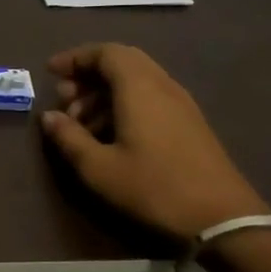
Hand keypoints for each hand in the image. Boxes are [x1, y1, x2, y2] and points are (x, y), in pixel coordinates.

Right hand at [38, 43, 264, 243]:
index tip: (50, 73)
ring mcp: (181, 104)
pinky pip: (150, 97)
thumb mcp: (98, 168)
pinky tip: (110, 135)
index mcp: (139, 89)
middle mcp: (163, 86)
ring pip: (136, 81)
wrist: (222, 218)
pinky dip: (123, 104)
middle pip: (123, 62)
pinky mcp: (189, 123)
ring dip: (104, 93)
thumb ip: (69, 137)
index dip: (75, 58)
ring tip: (81, 124)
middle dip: (88, 75)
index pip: (106, 52)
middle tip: (64, 100)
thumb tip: (48, 116)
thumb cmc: (153, 188)